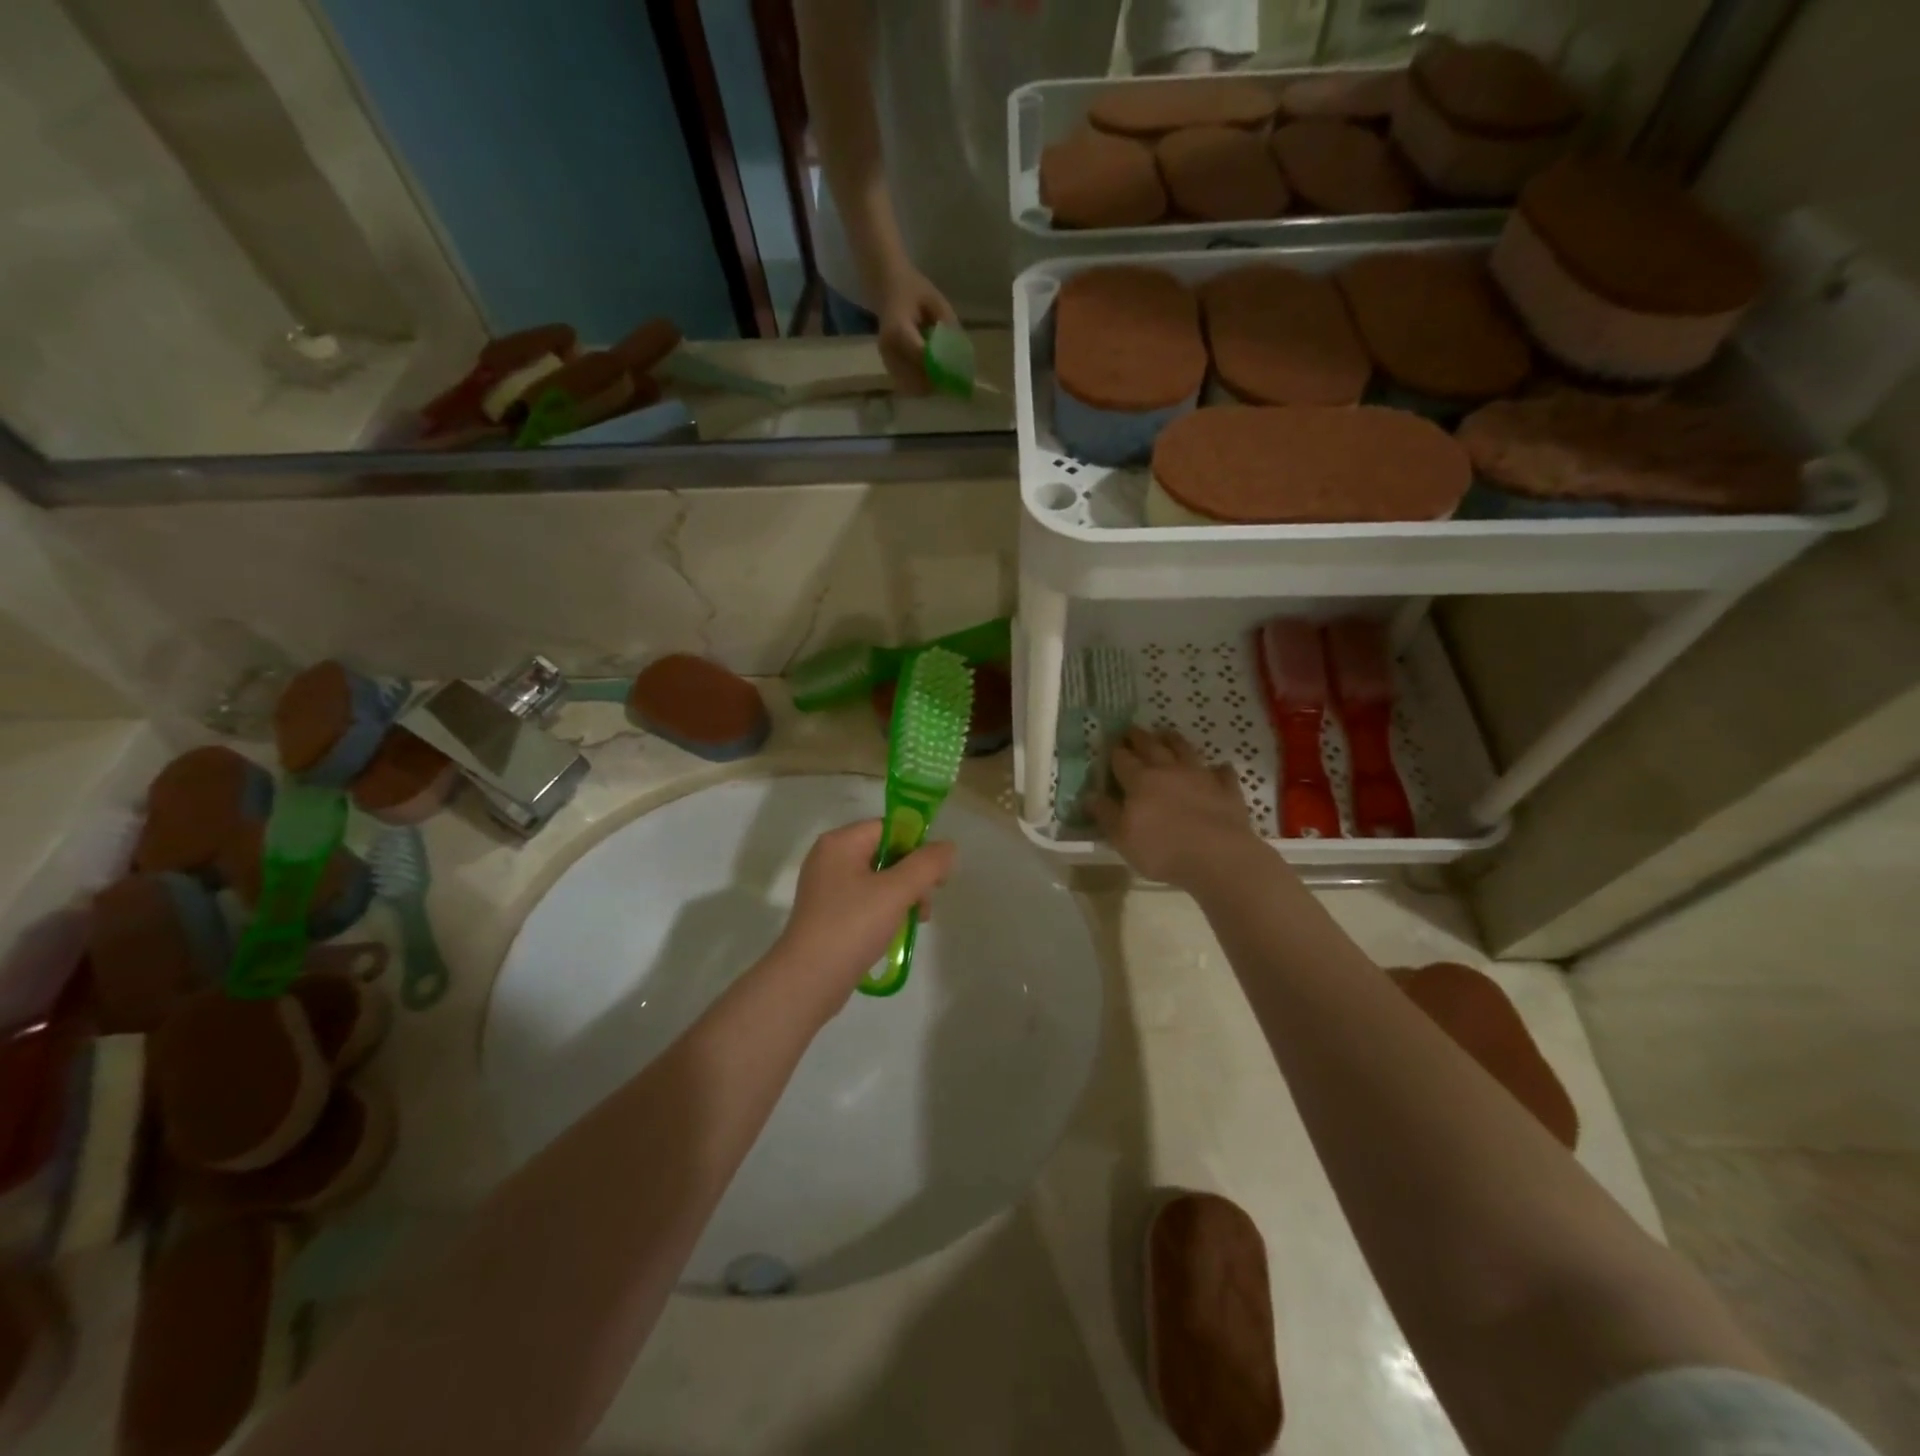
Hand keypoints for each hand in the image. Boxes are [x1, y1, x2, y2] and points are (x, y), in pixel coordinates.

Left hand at [773, 821, 955, 1010]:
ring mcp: (826, 886)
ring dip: (902, 895)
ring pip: (877, 879)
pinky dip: (884, 909)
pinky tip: (896, 930)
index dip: (917, 846)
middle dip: (912, 875)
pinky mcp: (827, 912)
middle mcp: (829, 858)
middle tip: (926, 903)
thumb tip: (947, 847)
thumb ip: (927, 864)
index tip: (936, 875)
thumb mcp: (896, 891)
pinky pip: (865, 899)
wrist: (808, 980)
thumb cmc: (852, 926)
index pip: (889, 828)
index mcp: (840, 843)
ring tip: (916, 920)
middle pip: (885, 853)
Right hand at [874, 264, 958, 395]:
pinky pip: (908, 386)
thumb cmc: (912, 290)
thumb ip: (947, 325)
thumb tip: (961, 353)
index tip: (958, 370)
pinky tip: (931, 374)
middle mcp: (889, 350)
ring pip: (912, 387)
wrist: (886, 288)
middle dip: (936, 380)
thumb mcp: (935, 300)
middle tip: (953, 377)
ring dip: (930, 386)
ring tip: (942, 375)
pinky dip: (922, 386)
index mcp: (898, 329)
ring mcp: (887, 362)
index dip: (941, 366)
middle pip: (916, 378)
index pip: (921, 355)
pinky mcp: (889, 369)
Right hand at [1087, 728, 1263, 891]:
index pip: (1122, 759)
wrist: (1217, 857)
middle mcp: (1168, 770)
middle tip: (1132, 730)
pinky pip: (1221, 772)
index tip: (1111, 743)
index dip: (1115, 751)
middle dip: (1139, 737)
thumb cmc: (1162, 849)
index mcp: (1140, 780)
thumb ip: (1105, 814)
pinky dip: (1217, 768)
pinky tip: (1217, 768)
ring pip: (1185, 750)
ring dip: (1174, 740)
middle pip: (1151, 746)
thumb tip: (1090, 795)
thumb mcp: (1122, 837)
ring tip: (1166, 733)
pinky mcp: (1226, 789)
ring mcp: (1200, 776)